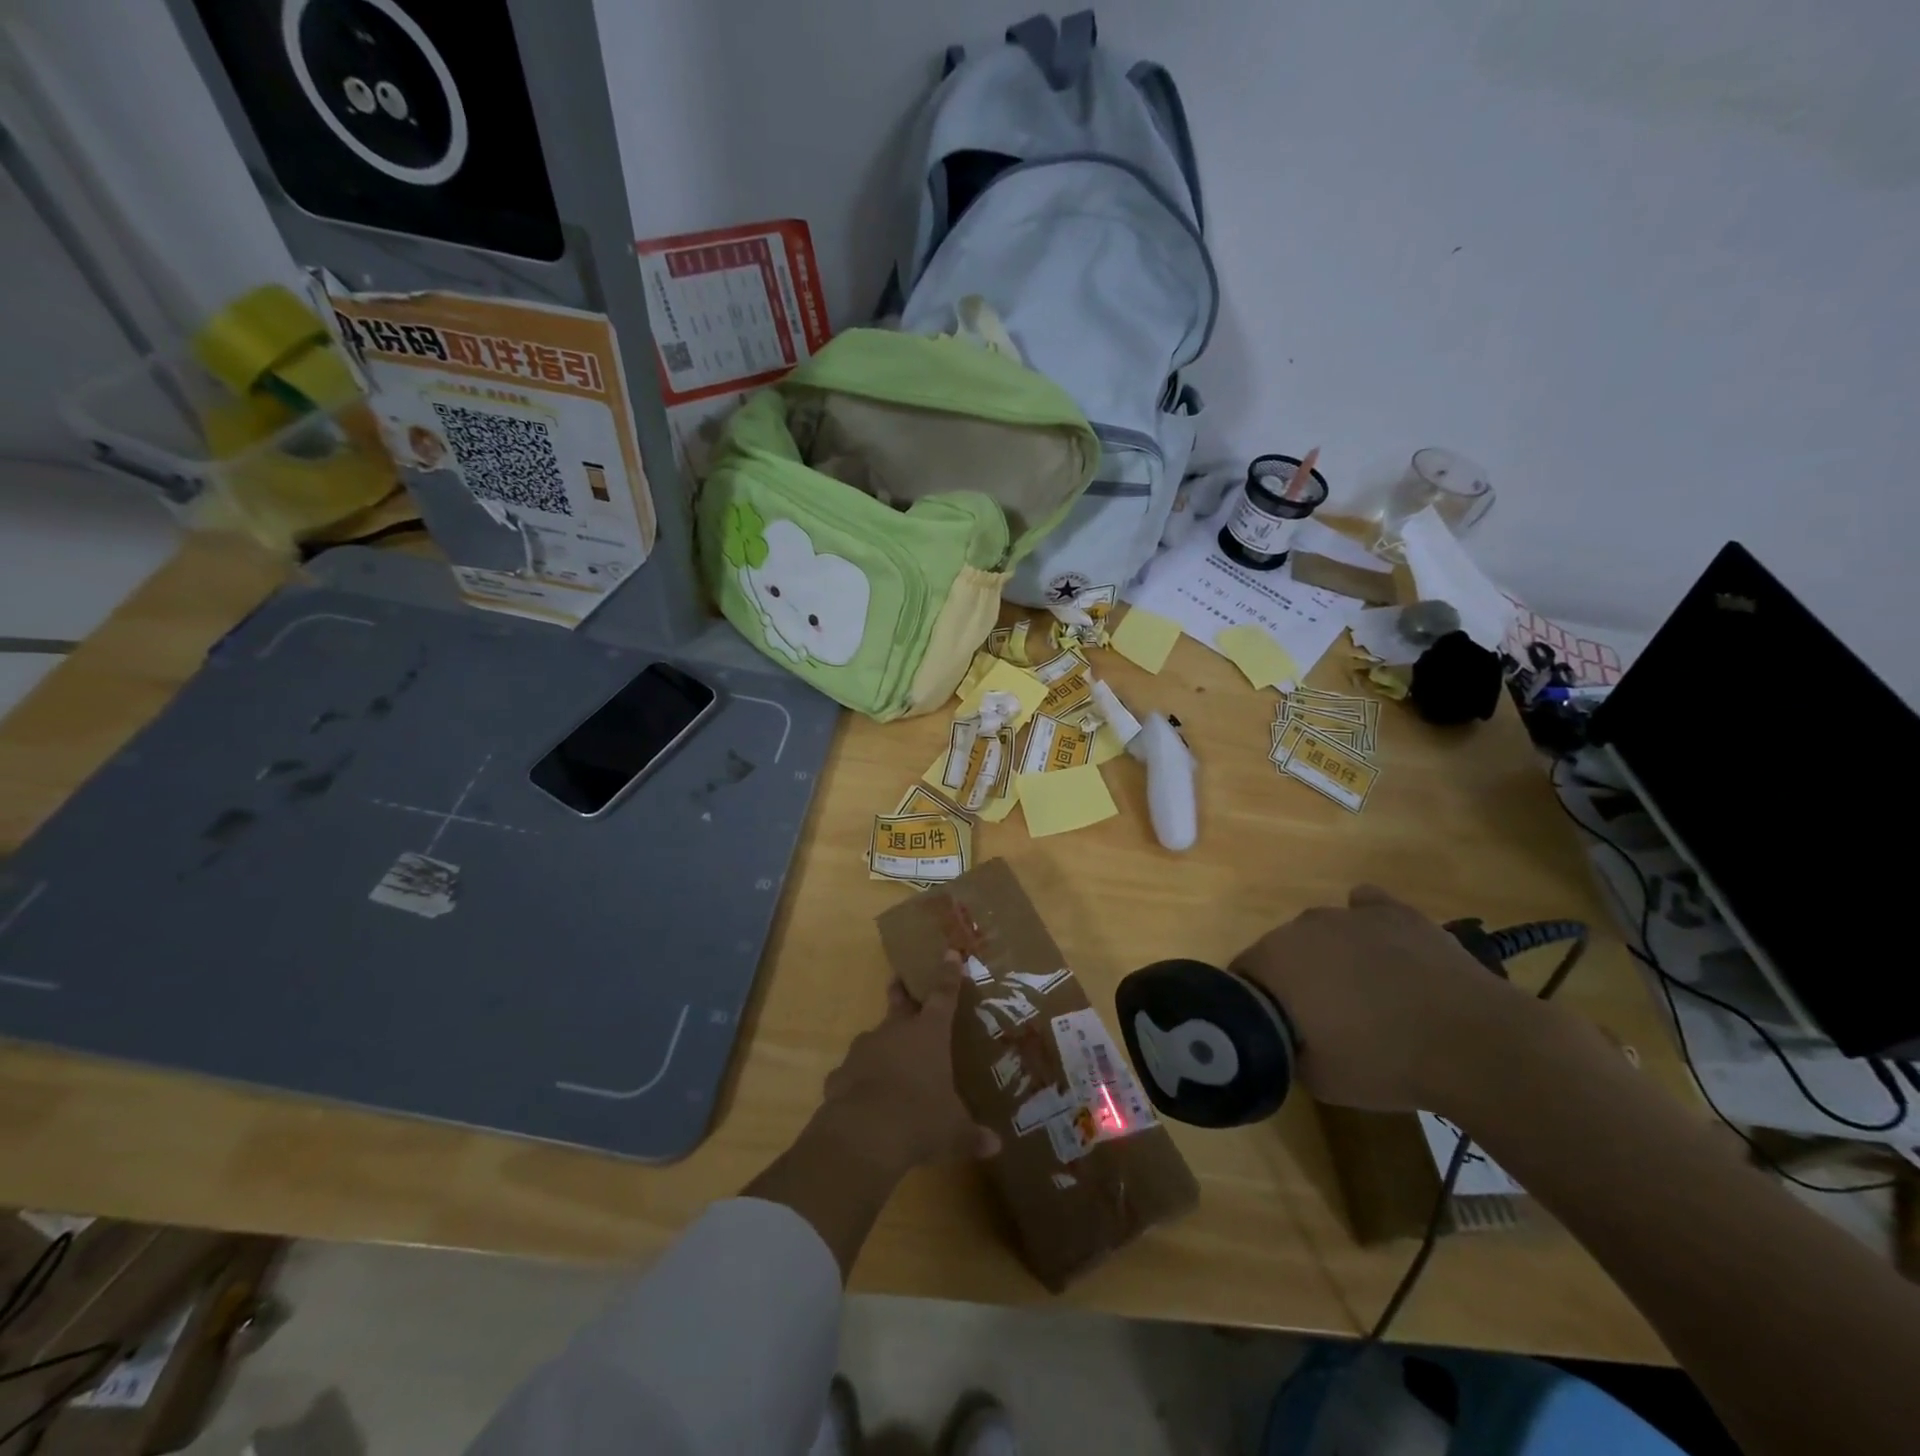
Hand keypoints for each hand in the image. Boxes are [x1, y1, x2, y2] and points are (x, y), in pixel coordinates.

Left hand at [818, 962, 999, 1172]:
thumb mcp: (954, 1132)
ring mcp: (864, 1049)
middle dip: (902, 992)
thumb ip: (972, 1135)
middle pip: (900, 1004)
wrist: (864, 1134)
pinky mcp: (840, 1073)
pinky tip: (863, 1097)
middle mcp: (896, 1032)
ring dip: (882, 1045)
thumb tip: (995, 1147)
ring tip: (888, 1062)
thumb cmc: (920, 1120)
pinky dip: (859, 1079)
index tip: (950, 953)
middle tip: (899, 980)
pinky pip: (852, 1072)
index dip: (949, 975)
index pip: (944, 996)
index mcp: (930, 1034)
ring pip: (875, 1038)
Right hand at [1230, 885, 1541, 1115]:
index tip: (1277, 1028)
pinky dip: (1367, 925)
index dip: (1255, 1002)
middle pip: (1282, 949)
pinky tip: (1382, 951)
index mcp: (1274, 959)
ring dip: (1330, 956)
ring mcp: (1351, 914)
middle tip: (1321, 1018)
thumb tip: (1287, 1039)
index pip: (1243, 973)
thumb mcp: (1316, 1079)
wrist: (1473, 1043)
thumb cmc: (1383, 1062)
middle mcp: (1303, 925)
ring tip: (1363, 993)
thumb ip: (1286, 1049)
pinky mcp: (1396, 912)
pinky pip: (1366, 908)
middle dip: (1293, 977)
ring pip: (1323, 932)